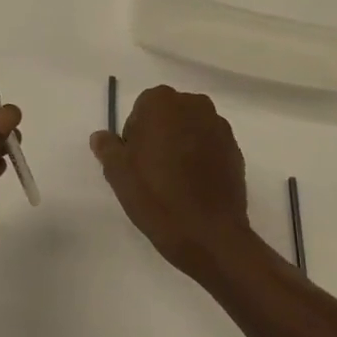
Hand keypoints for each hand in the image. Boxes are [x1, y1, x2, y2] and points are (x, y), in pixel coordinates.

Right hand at [90, 85, 265, 283]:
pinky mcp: (235, 149)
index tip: (134, 161)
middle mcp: (194, 105)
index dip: (134, 135)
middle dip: (159, 135)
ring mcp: (219, 127)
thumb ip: (107, 147)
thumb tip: (101, 136)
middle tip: (151, 170)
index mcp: (162, 102)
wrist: (208, 234)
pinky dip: (201, 158)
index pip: (141, 109)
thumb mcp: (118, 173)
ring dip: (181, 145)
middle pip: (168, 115)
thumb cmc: (156, 196)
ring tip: (175, 181)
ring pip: (190, 130)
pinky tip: (194, 186)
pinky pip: (210, 146)